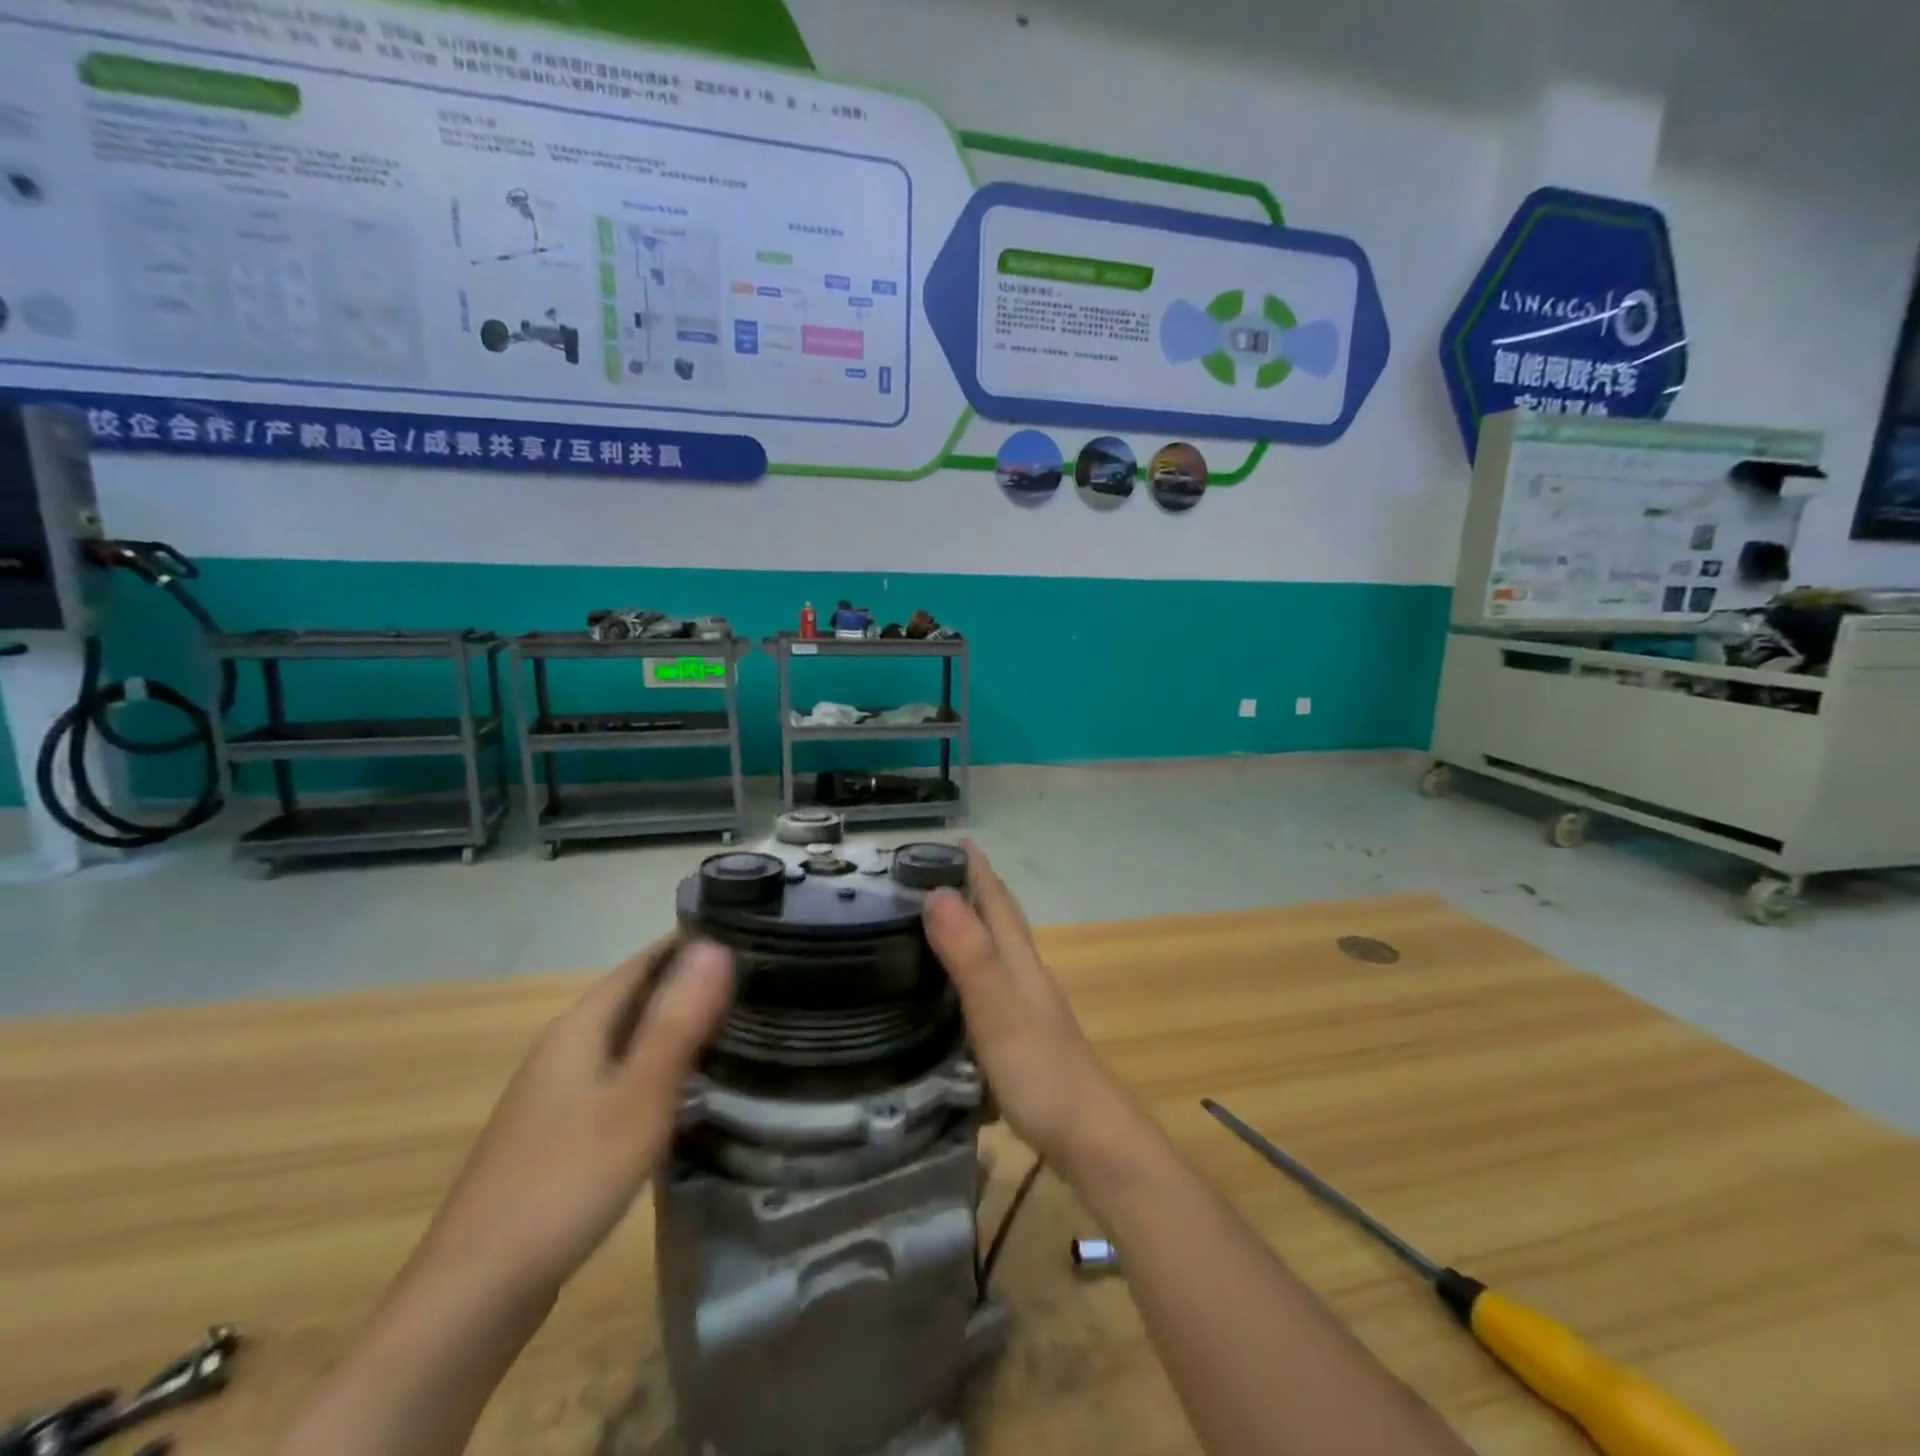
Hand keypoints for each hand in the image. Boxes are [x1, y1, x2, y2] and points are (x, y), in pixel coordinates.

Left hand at [413, 937, 733, 1298]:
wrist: (472, 1298)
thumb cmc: (565, 1183)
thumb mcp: (637, 1100)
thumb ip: (678, 1023)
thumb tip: (715, 945)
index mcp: (579, 1029)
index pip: (641, 963)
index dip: (688, 943)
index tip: (744, 933)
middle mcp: (563, 1050)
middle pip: (633, 999)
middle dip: (688, 983)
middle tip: (755, 979)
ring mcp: (556, 1095)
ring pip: (626, 1041)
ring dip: (673, 1027)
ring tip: (735, 1025)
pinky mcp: (559, 1135)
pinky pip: (619, 1078)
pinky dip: (656, 1069)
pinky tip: (686, 1091)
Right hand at [922, 846, 1132, 1169]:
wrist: (1092, 1140)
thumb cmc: (1041, 1071)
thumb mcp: (996, 1009)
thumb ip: (969, 954)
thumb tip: (936, 891)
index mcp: (1021, 963)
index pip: (998, 902)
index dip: (978, 869)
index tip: (954, 839)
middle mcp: (1028, 978)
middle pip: (1001, 923)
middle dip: (974, 893)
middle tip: (932, 876)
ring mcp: (1031, 1011)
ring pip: (999, 956)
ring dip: (974, 932)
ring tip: (936, 927)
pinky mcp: (1026, 1042)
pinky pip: (993, 992)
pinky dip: (973, 977)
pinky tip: (956, 996)